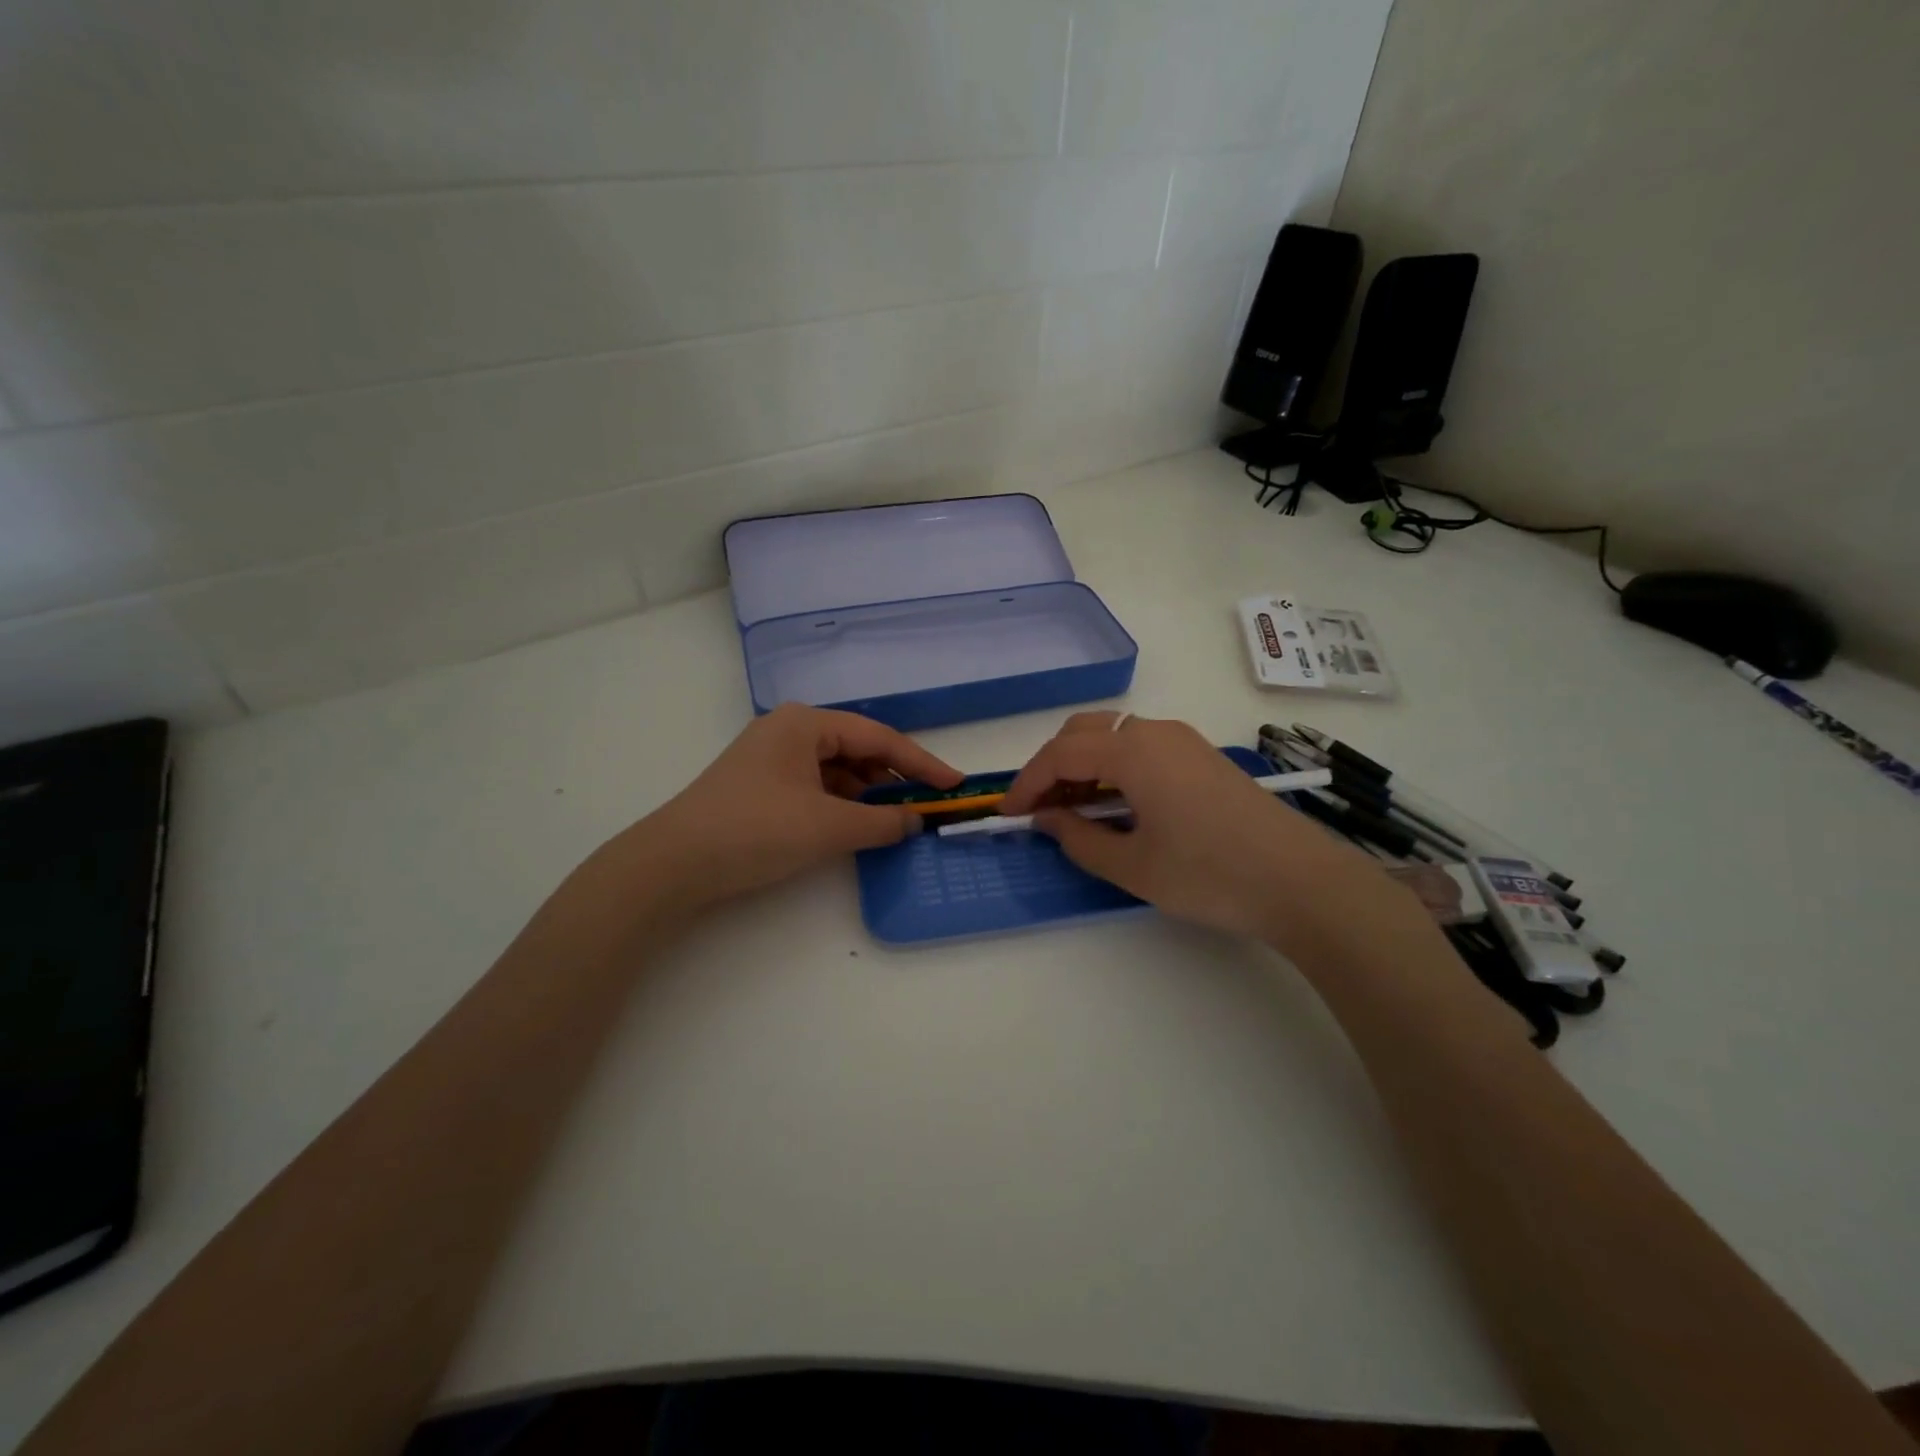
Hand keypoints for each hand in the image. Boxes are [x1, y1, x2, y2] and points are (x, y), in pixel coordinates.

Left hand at [632, 704, 962, 908]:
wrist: (672, 864)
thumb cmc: (756, 830)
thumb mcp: (828, 827)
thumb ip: (882, 823)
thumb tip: (916, 822)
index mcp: (806, 723)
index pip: (879, 738)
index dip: (921, 763)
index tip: (954, 784)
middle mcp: (789, 730)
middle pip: (857, 750)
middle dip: (893, 780)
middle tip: (925, 807)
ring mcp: (771, 757)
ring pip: (836, 770)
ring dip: (867, 796)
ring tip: (894, 823)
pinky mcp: (760, 785)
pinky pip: (815, 787)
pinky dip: (841, 805)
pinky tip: (855, 827)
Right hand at [1001, 711, 1404, 947]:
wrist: (1301, 882)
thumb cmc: (1209, 875)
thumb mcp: (1133, 866)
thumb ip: (1079, 839)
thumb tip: (1048, 820)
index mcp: (1132, 751)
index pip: (1060, 755)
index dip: (1027, 784)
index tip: (1007, 815)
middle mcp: (1155, 732)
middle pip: (1084, 733)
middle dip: (1052, 766)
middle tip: (1039, 810)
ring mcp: (1184, 741)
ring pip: (1114, 737)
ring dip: (1083, 766)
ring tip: (1073, 810)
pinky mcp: (1202, 757)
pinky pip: (1141, 748)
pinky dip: (1114, 768)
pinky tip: (1116, 805)